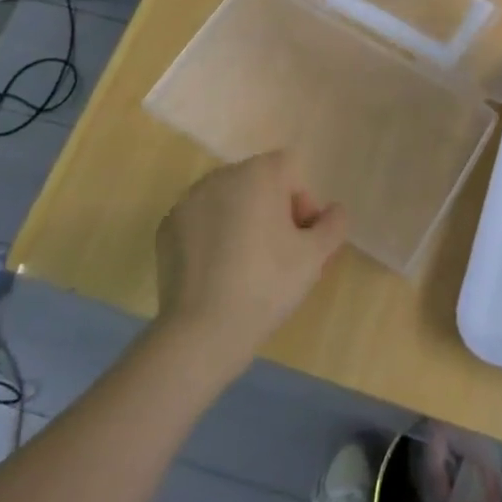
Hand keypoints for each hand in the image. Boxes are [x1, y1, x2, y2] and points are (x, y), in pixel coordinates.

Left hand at [154, 152, 347, 367]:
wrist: (202, 331)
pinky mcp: (167, 227)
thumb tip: (333, 211)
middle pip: (259, 183)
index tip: (301, 239)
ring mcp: (188, 201)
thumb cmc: (267, 284)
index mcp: (258, 174)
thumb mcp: (317, 256)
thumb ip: (335, 223)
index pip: (291, 170)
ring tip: (248, 266)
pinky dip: (214, 237)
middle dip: (274, 211)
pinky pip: (202, 221)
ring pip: (229, 201)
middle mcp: (221, 176)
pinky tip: (218, 273)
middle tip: (281, 255)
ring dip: (244, 221)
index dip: (303, 201)